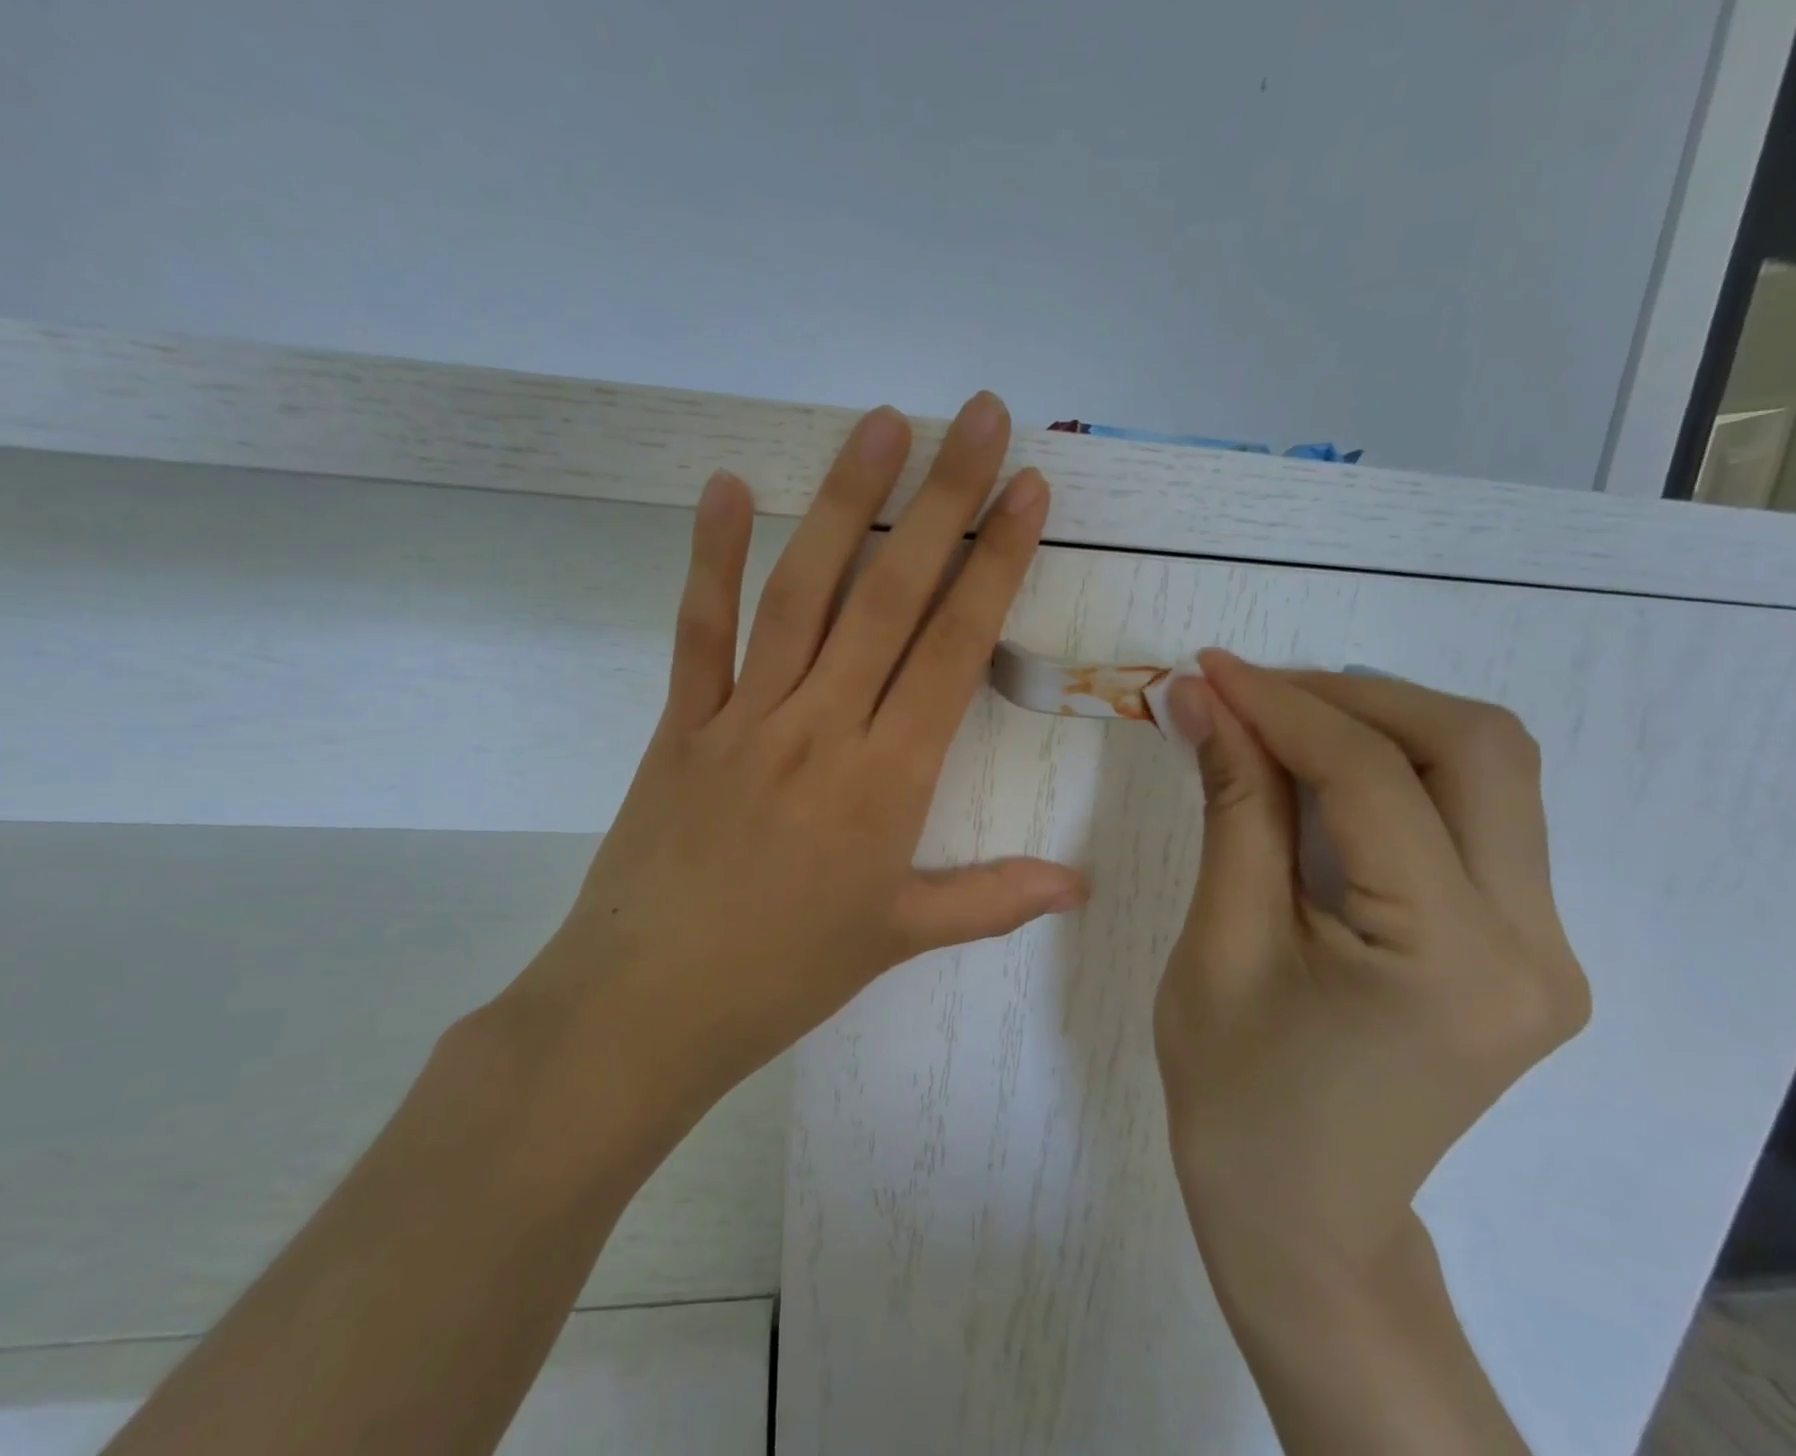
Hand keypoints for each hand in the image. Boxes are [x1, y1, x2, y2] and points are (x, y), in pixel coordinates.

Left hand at [505, 394, 1084, 1121]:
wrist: (646, 1007)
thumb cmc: (783, 975)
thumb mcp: (898, 938)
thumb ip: (992, 900)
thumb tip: (1079, 887)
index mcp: (886, 780)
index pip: (954, 648)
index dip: (995, 564)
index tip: (1027, 492)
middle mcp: (822, 727)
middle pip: (891, 596)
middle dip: (943, 501)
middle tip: (978, 419)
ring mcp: (745, 718)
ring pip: (804, 593)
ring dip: (844, 504)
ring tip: (881, 427)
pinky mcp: (682, 725)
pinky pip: (700, 631)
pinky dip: (709, 558)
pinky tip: (725, 487)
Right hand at [1156, 653, 1590, 1294]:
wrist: (1301, 1215)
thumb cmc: (1236, 1093)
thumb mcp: (1221, 941)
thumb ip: (1231, 806)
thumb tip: (1202, 700)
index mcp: (1452, 959)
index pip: (1374, 778)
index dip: (1283, 706)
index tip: (1208, 670)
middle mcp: (1534, 944)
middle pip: (1476, 750)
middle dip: (1352, 696)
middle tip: (1250, 689)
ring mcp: (1544, 947)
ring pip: (1488, 773)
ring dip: (1380, 722)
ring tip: (1277, 718)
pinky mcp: (1521, 946)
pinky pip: (1473, 818)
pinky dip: (1395, 770)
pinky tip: (1321, 769)